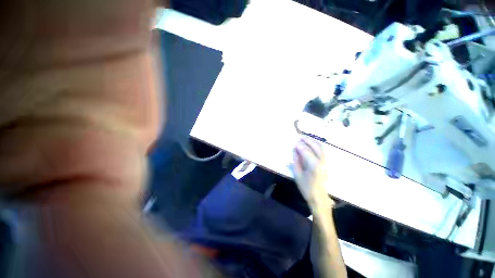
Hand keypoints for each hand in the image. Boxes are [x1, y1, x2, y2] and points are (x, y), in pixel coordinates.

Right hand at [293, 136, 332, 207]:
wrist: (319, 197)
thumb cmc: (306, 187)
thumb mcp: (297, 174)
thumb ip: (296, 160)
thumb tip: (295, 149)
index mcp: (314, 166)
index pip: (306, 151)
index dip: (300, 145)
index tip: (294, 141)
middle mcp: (323, 162)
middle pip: (316, 146)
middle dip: (308, 140)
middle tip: (299, 136)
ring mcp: (327, 162)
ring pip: (321, 147)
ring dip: (313, 141)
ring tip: (304, 138)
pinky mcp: (327, 163)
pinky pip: (322, 151)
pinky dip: (316, 145)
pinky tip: (310, 144)